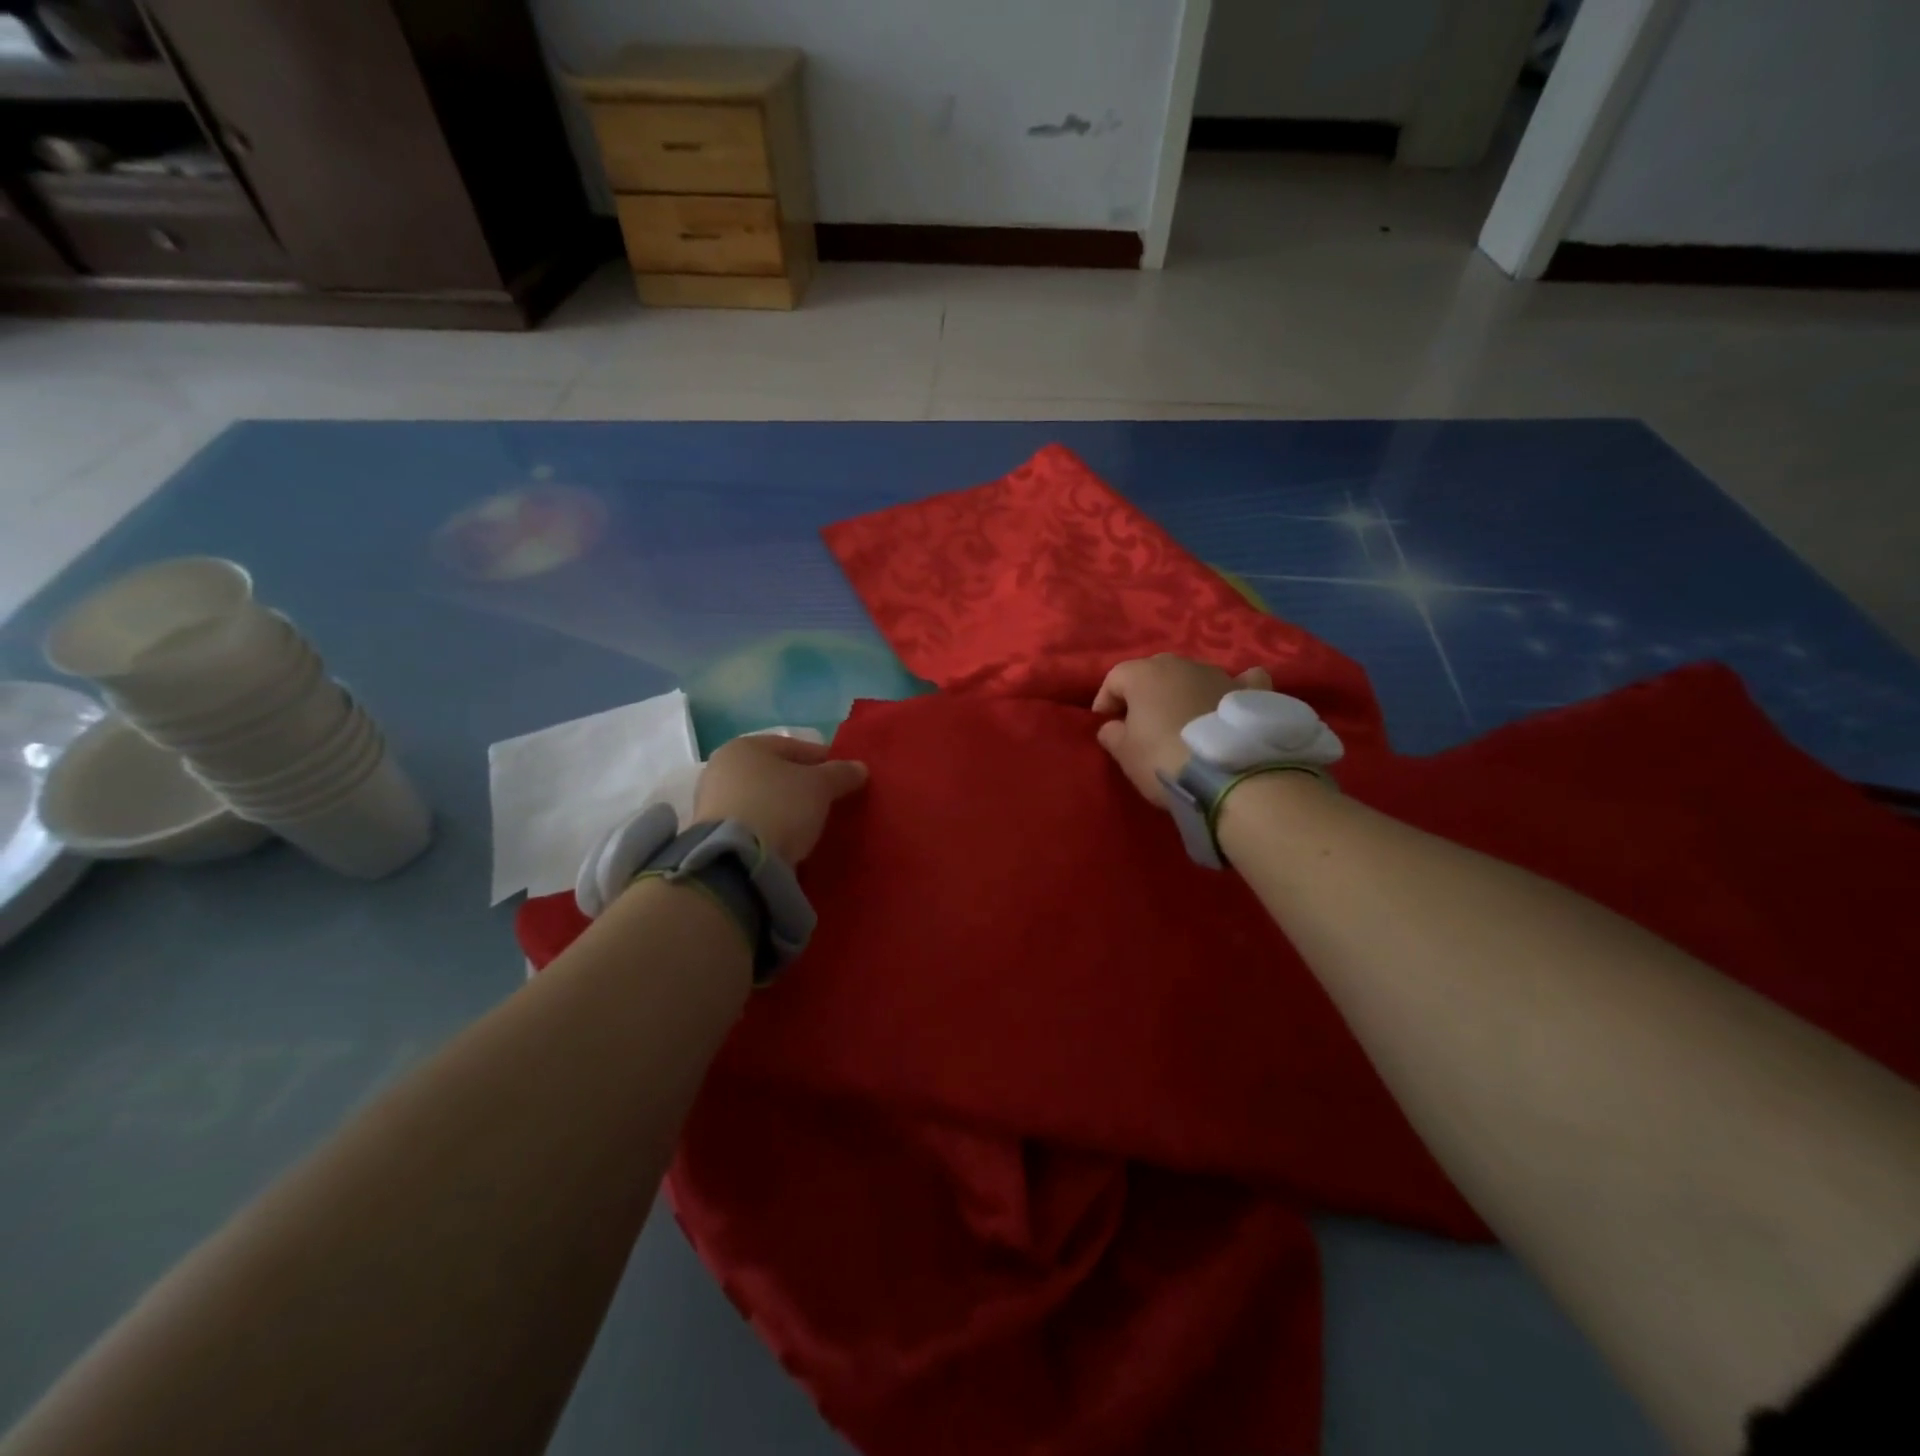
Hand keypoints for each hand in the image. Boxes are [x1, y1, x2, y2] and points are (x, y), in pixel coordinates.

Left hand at [693, 733, 868, 864]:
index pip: (795, 747)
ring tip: (812, 825)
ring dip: (786, 809)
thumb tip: (860, 768)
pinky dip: (771, 828)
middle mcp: (722, 768)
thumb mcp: (820, 787)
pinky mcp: (712, 835)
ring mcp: (712, 803)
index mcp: (744, 747)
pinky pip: (752, 824)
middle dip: (803, 786)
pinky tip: (789, 841)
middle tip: (830, 802)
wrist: (736, 861)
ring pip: (763, 799)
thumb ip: (841, 774)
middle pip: (776, 774)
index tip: (845, 778)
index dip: (824, 760)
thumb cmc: (779, 807)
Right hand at [1093, 655, 1271, 806]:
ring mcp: (1219, 674)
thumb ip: (1111, 734)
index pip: (1114, 678)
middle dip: (1144, 694)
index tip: (1106, 725)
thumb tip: (1113, 726)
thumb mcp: (1124, 753)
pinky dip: (1232, 689)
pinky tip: (1231, 700)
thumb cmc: (1163, 759)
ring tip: (1183, 722)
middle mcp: (1181, 664)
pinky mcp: (1250, 692)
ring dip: (1183, 693)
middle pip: (1154, 672)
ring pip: (1192, 677)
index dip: (1106, 701)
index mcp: (1144, 674)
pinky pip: (1240, 681)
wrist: (1229, 774)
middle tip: (1142, 724)